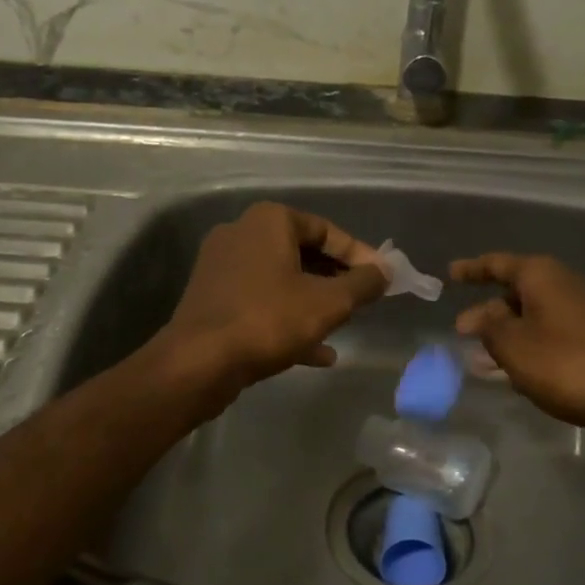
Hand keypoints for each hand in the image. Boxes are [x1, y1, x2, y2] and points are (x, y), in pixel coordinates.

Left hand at [160, 202, 386, 393]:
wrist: (198, 363)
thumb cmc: (268, 320)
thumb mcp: (329, 303)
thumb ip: (363, 283)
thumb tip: (385, 271)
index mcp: (269, 221)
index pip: (326, 230)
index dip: (359, 255)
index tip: (382, 279)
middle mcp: (241, 234)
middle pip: (302, 253)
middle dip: (335, 279)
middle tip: (362, 301)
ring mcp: (222, 267)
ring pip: (282, 281)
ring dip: (313, 303)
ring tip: (343, 326)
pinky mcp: (213, 300)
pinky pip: (261, 303)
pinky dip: (288, 320)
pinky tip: (318, 353)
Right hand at [450, 253, 584, 431]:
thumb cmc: (568, 364)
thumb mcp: (514, 345)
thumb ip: (489, 328)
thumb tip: (477, 315)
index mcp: (542, 277)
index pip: (498, 264)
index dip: (473, 269)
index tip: (450, 274)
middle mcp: (563, 288)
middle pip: (516, 293)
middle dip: (488, 311)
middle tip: (461, 330)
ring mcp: (582, 317)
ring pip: (532, 320)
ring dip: (506, 336)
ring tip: (479, 358)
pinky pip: (548, 340)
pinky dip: (527, 351)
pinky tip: (513, 375)